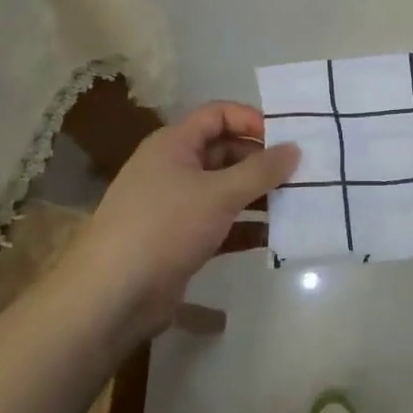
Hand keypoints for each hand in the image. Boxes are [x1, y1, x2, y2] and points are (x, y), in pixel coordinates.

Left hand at [69, 102, 298, 340]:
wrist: (111, 297)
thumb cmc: (165, 227)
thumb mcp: (219, 193)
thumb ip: (261, 170)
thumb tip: (295, 148)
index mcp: (174, 144)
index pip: (217, 115)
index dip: (251, 120)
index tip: (287, 138)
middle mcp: (173, 168)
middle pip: (225, 152)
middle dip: (261, 162)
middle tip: (301, 174)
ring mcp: (176, 206)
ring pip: (225, 190)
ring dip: (258, 196)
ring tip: (298, 204)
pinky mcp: (180, 240)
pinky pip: (220, 224)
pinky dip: (245, 227)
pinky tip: (275, 237)